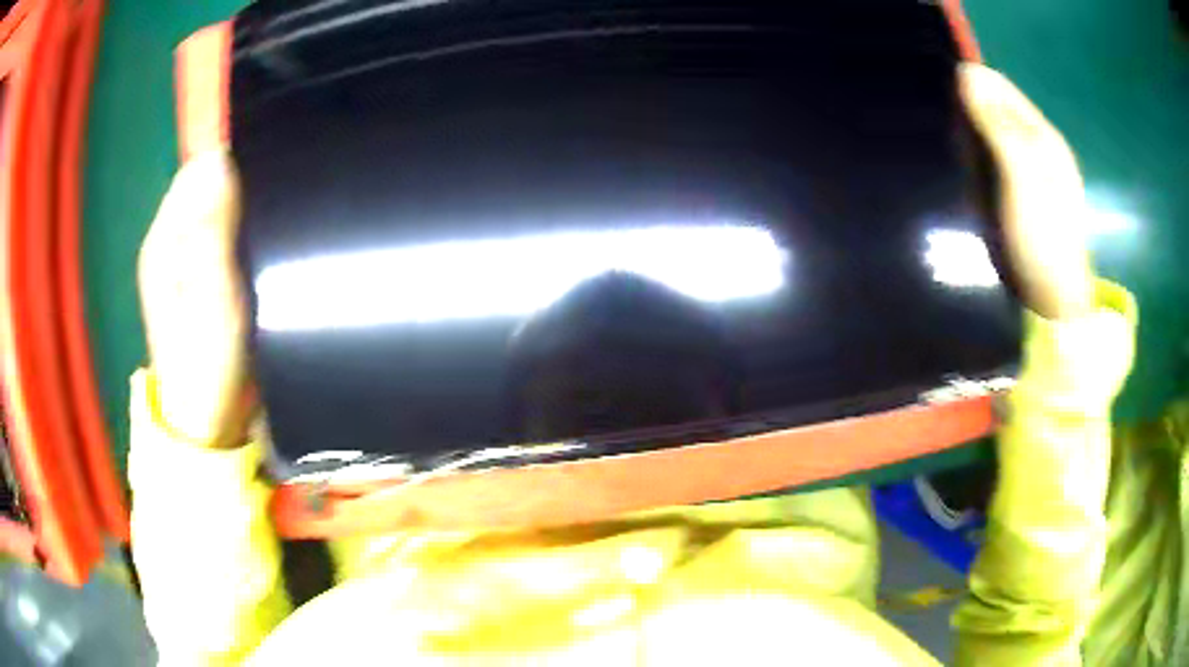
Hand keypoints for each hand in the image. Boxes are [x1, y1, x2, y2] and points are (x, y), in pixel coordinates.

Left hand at [138, 152, 253, 447]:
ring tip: (274, 223)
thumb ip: (211, 232)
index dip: (236, 164)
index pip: (200, 170)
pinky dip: (244, 228)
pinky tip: (262, 243)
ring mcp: (184, 258)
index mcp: (165, 238)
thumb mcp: (210, 298)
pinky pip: (224, 232)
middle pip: (209, 184)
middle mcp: (171, 239)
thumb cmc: (206, 364)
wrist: (205, 421)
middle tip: (276, 208)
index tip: (271, 178)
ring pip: (218, 207)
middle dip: (243, 185)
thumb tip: (220, 162)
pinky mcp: (200, 274)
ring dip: (246, 207)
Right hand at [958, 63, 1095, 320]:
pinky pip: (988, 164)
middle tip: (948, 132)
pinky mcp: (1014, 196)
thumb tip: (965, 72)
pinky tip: (965, 176)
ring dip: (969, 140)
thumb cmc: (1042, 238)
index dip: (972, 83)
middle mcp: (1035, 148)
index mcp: (1043, 137)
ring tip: (952, 154)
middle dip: (968, 114)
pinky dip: (974, 164)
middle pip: (994, 110)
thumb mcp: (1022, 176)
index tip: (942, 95)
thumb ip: (998, 125)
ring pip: (989, 137)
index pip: (1001, 87)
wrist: (1051, 303)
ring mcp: (1025, 174)